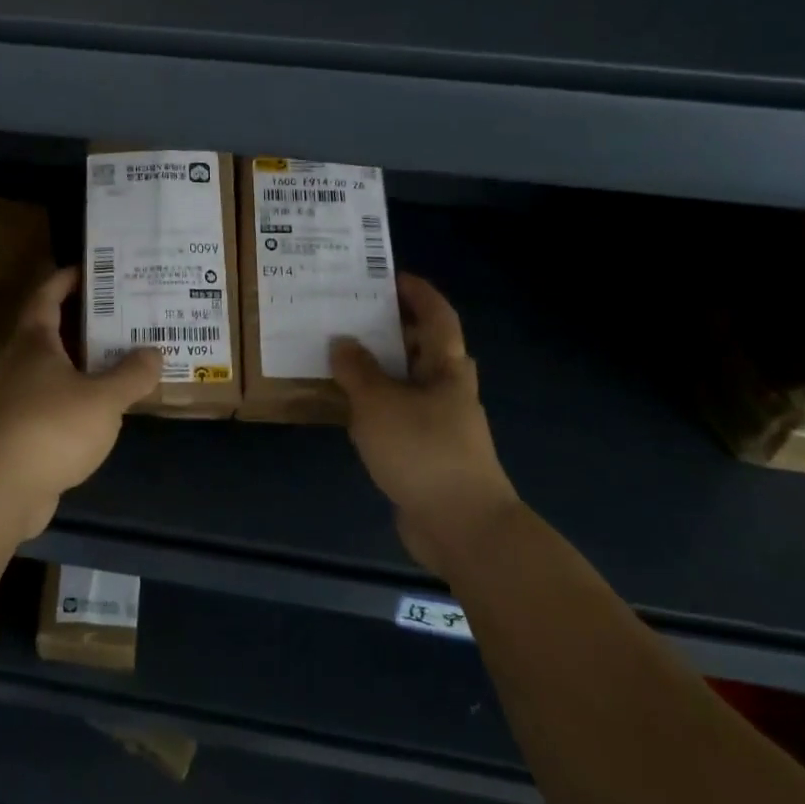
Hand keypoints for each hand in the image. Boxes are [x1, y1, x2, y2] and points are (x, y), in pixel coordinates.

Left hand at [0, 266, 161, 538]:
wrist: (5, 489)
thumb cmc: (53, 427)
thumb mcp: (104, 398)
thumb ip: (132, 374)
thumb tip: (154, 353)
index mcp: (36, 344)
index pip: (46, 297)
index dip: (65, 279)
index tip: (91, 268)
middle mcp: (24, 365)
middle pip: (53, 330)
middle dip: (85, 318)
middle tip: (124, 310)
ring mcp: (23, 399)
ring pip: (58, 367)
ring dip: (87, 359)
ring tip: (125, 354)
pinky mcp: (28, 431)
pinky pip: (60, 399)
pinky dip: (83, 393)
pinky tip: (109, 402)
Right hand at [330, 273, 517, 572]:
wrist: (462, 527)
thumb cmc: (423, 451)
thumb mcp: (379, 403)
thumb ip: (357, 371)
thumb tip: (343, 342)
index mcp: (446, 368)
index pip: (438, 316)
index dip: (418, 293)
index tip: (389, 276)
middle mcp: (448, 389)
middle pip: (424, 347)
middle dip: (393, 327)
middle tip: (353, 313)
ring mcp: (441, 423)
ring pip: (409, 382)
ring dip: (381, 367)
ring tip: (341, 355)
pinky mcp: (428, 452)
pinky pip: (399, 413)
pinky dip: (377, 403)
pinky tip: (348, 407)